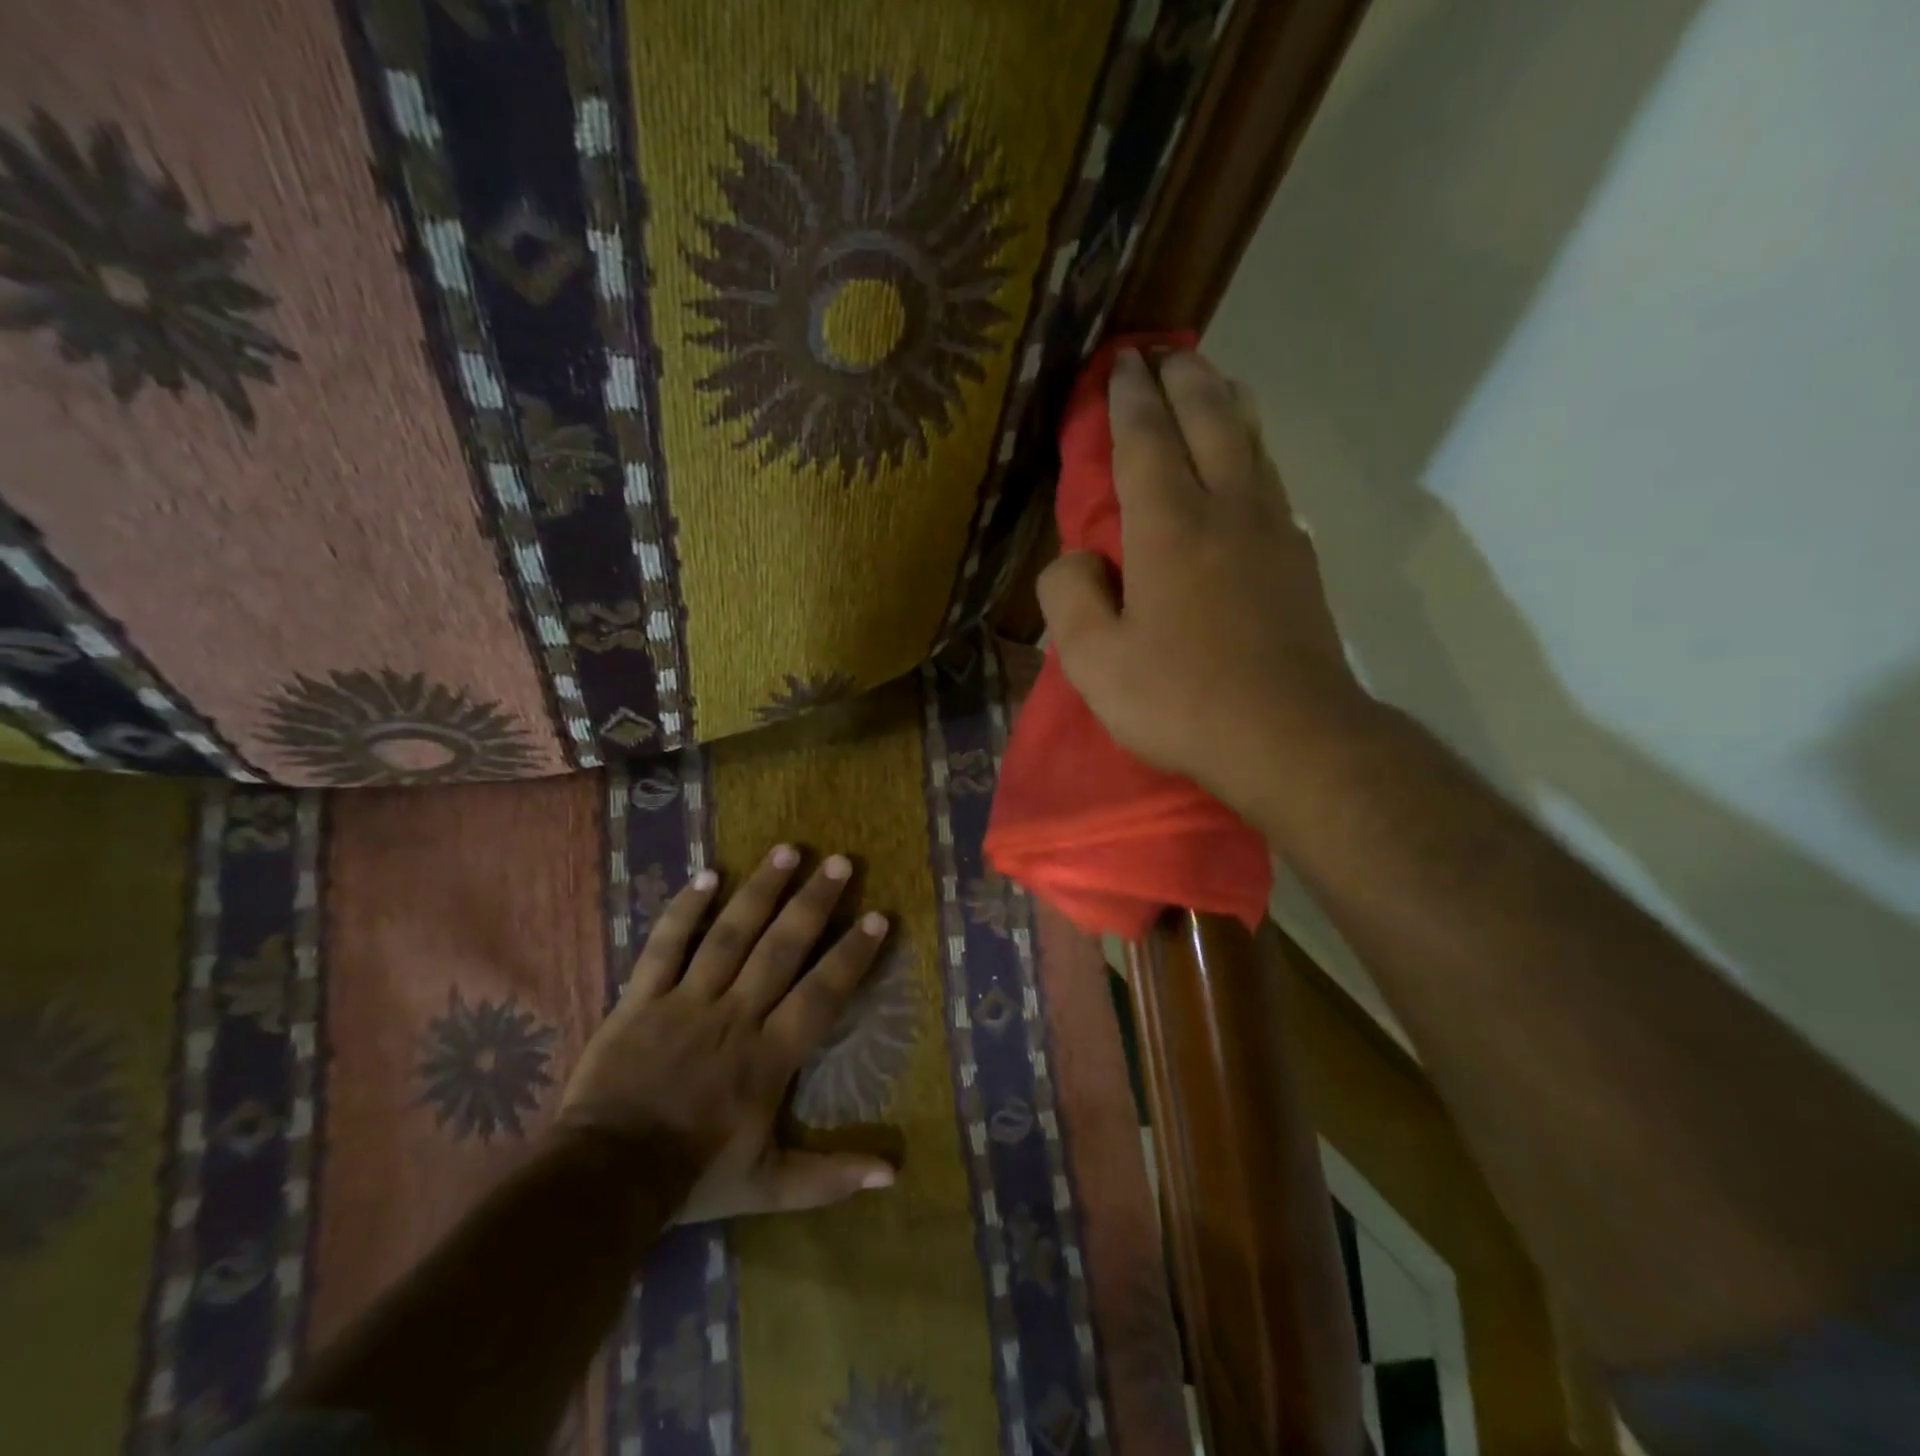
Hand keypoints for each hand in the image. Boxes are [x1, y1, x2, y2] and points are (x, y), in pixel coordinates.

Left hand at [557, 844, 895, 1222]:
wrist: (603, 1181)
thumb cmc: (693, 1178)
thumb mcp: (769, 1187)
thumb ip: (829, 1178)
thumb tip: (893, 1176)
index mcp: (769, 1056)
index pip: (821, 994)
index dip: (852, 955)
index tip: (878, 916)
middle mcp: (735, 1016)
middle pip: (780, 949)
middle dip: (813, 903)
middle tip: (840, 863)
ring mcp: (686, 1002)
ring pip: (730, 935)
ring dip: (761, 891)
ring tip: (788, 851)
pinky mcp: (642, 999)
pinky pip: (666, 946)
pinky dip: (685, 910)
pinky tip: (709, 875)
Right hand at [1038, 348, 1374, 824]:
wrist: (1290, 739)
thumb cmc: (1181, 701)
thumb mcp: (1095, 661)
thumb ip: (1070, 597)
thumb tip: (1077, 559)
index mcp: (1170, 528)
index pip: (1146, 441)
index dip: (1130, 399)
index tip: (1122, 363)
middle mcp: (1227, 511)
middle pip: (1211, 421)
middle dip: (1184, 380)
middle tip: (1165, 353)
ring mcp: (1274, 534)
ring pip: (1253, 444)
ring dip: (1227, 404)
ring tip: (1213, 382)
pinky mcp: (1301, 564)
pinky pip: (1273, 484)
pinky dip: (1254, 454)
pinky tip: (1249, 465)